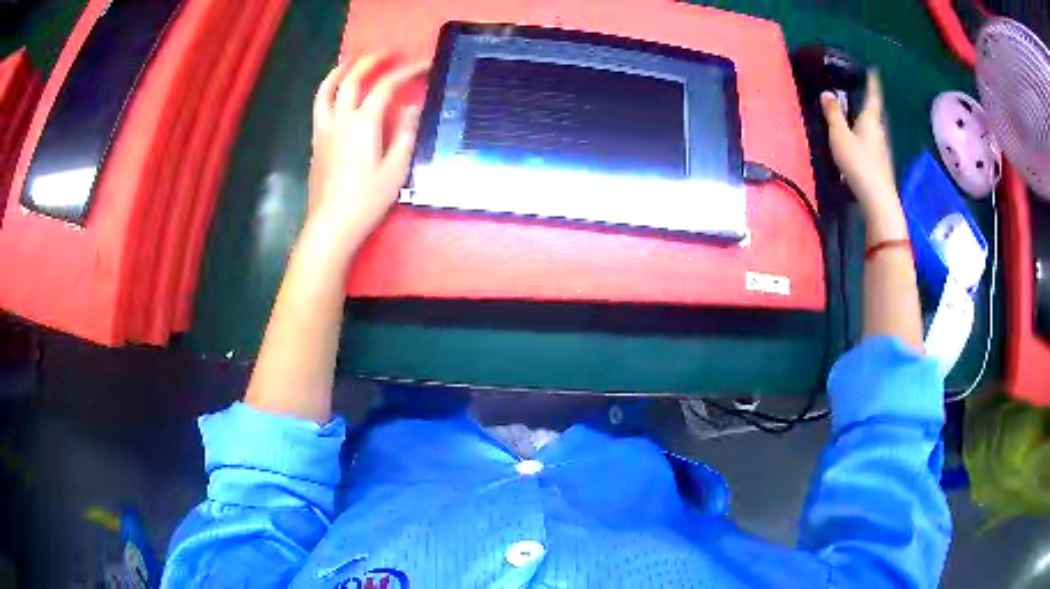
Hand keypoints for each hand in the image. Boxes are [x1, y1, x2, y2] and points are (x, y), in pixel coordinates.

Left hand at [305, 54, 427, 253]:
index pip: (386, 87)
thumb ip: (406, 134)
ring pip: (326, 90)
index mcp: (363, 124)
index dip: (407, 72)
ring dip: (340, 70)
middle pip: (352, 79)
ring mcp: (324, 130)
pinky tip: (336, 93)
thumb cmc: (367, 200)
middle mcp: (340, 120)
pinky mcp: (316, 142)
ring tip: (351, 61)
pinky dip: (328, 91)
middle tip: (388, 53)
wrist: (331, 225)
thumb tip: (412, 107)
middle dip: (371, 60)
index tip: (424, 65)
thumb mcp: (396, 169)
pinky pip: (319, 107)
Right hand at [821, 70, 897, 213]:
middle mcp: (879, 133)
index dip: (873, 84)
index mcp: (870, 121)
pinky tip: (860, 147)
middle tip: (863, 98)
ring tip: (858, 121)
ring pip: (874, 131)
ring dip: (867, 125)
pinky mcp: (881, 166)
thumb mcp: (840, 136)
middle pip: (875, 115)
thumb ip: (833, 115)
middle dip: (869, 106)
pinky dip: (866, 140)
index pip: (873, 97)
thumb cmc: (859, 163)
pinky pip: (872, 146)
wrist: (878, 199)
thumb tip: (826, 93)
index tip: (874, 71)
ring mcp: (882, 151)